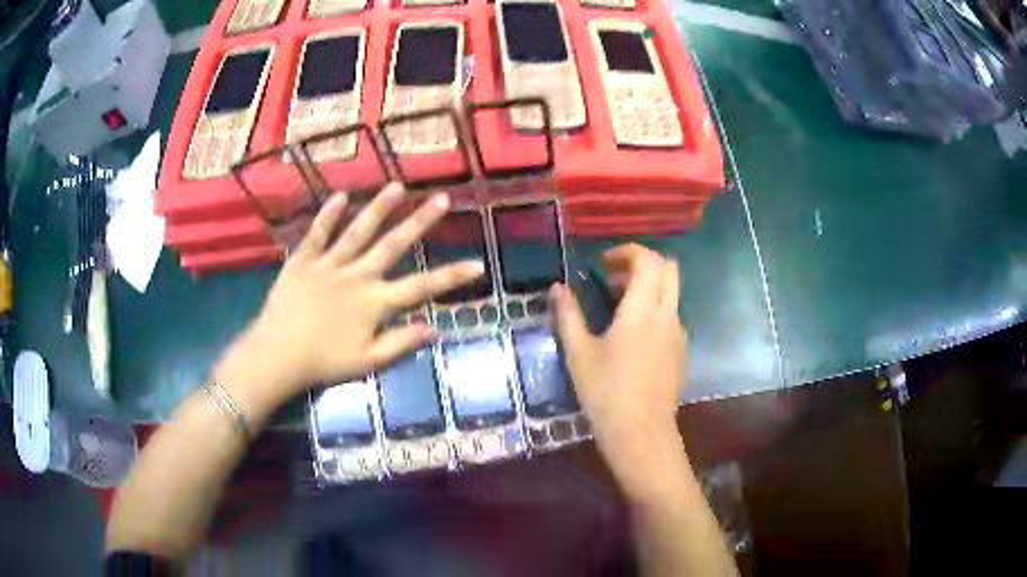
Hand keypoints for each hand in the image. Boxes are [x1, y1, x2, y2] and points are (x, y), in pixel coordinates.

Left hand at [238, 183, 483, 404]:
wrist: (277, 355)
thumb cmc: (323, 362)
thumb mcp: (367, 362)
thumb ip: (400, 344)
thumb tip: (435, 329)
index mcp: (374, 303)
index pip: (421, 287)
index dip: (452, 276)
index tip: (478, 264)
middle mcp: (357, 277)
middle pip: (393, 246)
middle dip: (420, 222)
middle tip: (442, 199)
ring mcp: (329, 265)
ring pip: (357, 232)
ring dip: (379, 208)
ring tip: (397, 186)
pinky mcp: (303, 261)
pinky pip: (317, 234)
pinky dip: (328, 215)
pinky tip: (341, 196)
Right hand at [551, 244, 687, 496]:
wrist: (641, 432)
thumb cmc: (606, 392)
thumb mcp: (579, 353)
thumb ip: (568, 314)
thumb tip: (557, 288)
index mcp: (643, 309)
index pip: (648, 260)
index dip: (627, 252)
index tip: (603, 263)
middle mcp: (667, 314)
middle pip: (668, 269)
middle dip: (642, 264)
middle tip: (613, 278)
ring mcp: (678, 333)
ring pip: (671, 293)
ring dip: (648, 288)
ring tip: (617, 308)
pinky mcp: (681, 351)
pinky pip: (671, 316)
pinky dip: (654, 310)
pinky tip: (632, 337)